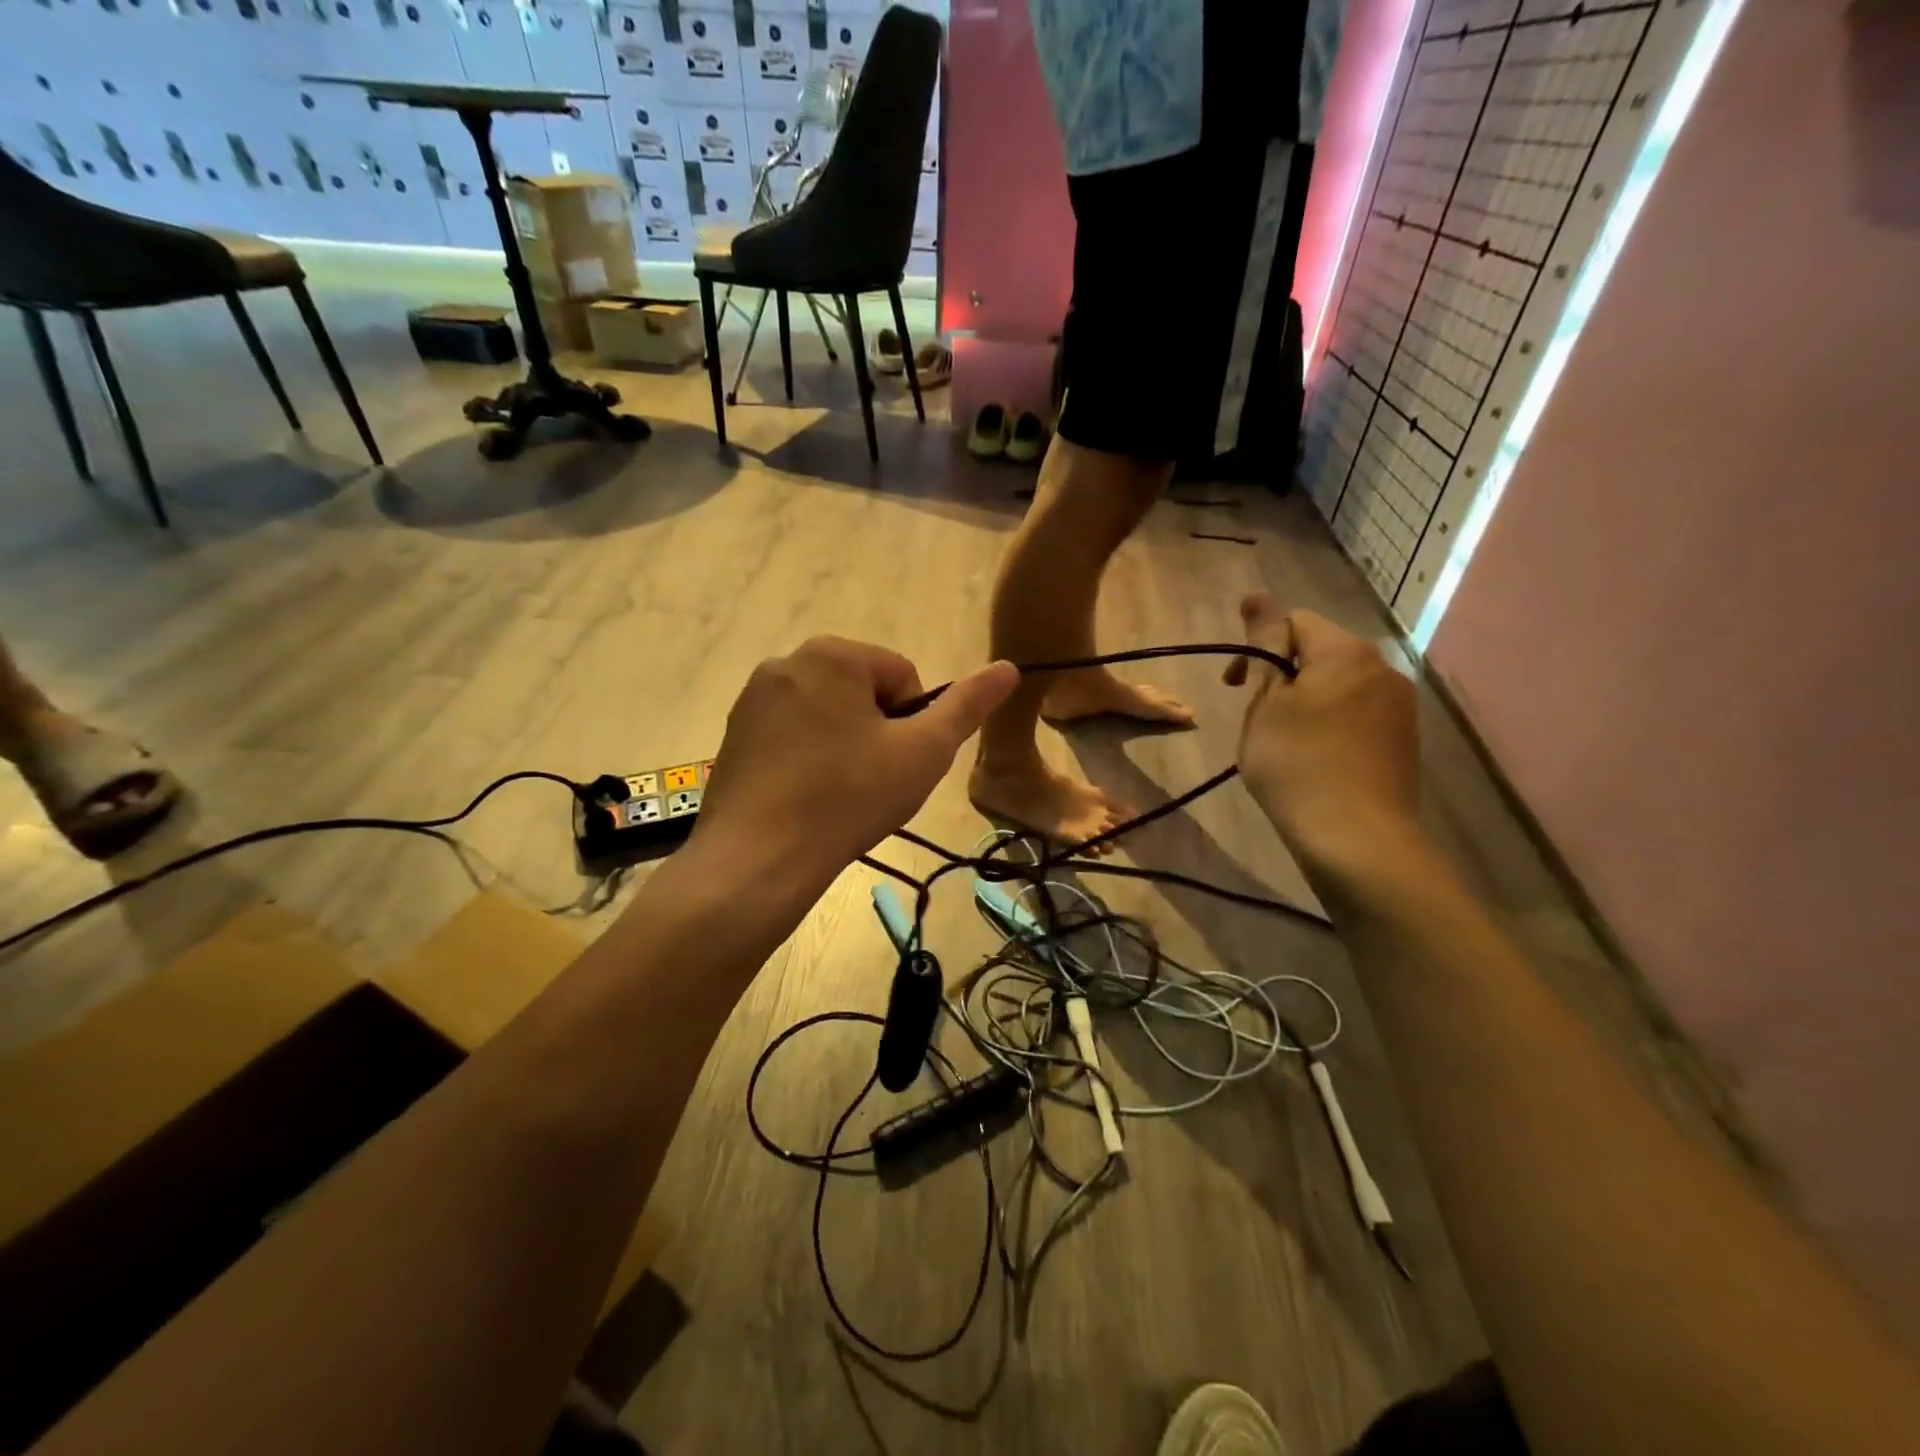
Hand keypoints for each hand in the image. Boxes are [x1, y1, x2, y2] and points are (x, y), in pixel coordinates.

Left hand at [693, 637, 1017, 888]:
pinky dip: (809, 758)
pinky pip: (792, 734)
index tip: (900, 764)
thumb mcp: (924, 752)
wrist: (757, 859)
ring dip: (846, 746)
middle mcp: (786, 662)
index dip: (914, 723)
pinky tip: (808, 799)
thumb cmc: (849, 797)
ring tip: (841, 795)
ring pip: (828, 715)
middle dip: (878, 732)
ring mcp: (753, 699)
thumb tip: (1008, 666)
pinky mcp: (734, 734)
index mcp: (833, 654)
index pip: (903, 675)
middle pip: (862, 692)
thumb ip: (968, 706)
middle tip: (874, 782)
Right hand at [1225, 597, 1421, 878]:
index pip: (1293, 622)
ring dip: (1303, 701)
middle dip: (1280, 675)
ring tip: (1281, 742)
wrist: (1357, 839)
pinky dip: (1328, 725)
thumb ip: (1263, 645)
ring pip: (1337, 686)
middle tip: (1255, 717)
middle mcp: (1382, 669)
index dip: (1256, 647)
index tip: (1233, 688)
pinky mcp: (1403, 741)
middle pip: (1319, 652)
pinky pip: (1356, 714)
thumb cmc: (1297, 764)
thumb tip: (1256, 596)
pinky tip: (1314, 760)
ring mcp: (1399, 707)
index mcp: (1346, 652)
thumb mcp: (1267, 702)